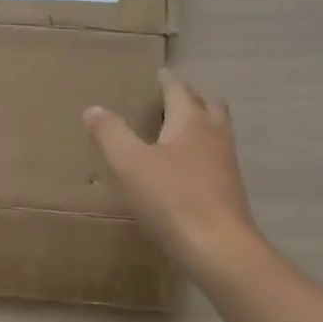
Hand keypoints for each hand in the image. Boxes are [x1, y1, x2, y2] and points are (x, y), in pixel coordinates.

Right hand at [85, 69, 269, 280]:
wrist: (218, 248)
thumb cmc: (171, 198)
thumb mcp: (129, 163)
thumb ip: (111, 133)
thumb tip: (93, 108)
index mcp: (191, 122)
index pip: (179, 91)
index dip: (167, 81)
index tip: (158, 73)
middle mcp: (214, 136)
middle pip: (209, 105)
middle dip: (192, 97)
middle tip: (172, 96)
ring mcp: (226, 164)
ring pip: (217, 131)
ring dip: (201, 123)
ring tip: (178, 128)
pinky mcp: (229, 190)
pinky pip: (216, 158)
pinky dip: (202, 151)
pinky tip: (185, 168)